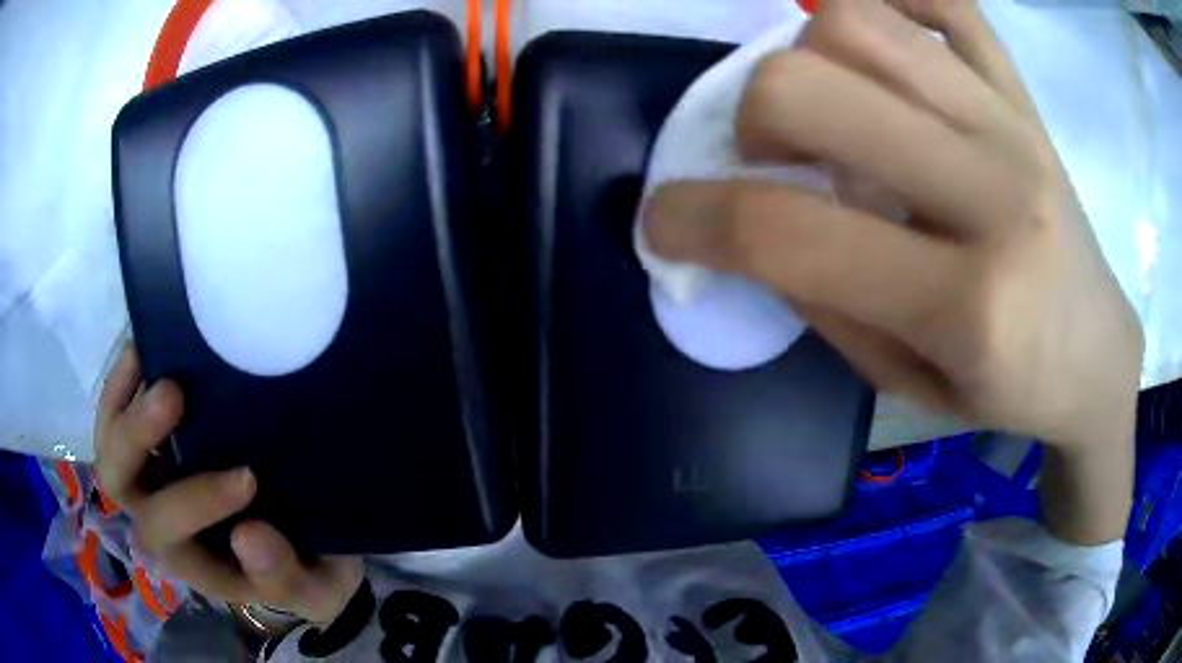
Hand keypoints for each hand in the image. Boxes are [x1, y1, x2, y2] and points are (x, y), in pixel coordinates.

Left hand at [94, 344, 362, 624]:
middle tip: (172, 395)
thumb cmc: (302, 570)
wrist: (294, 546)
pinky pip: (120, 406)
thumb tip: (248, 535)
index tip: (249, 477)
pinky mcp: (156, 439)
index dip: (196, 503)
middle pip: (119, 480)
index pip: (167, 530)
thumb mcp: (311, 588)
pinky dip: (125, 377)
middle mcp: (156, 514)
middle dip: (136, 438)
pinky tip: (148, 345)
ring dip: (124, 397)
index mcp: (188, 556)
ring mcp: (150, 473)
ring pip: (110, 439)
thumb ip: (282, 577)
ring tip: (151, 354)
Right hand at [643, 0, 1141, 542]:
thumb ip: (823, 300)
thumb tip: (747, 222)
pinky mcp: (1023, 94)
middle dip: (750, 116)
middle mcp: (995, 193)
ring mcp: (1013, 124)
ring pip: (856, 18)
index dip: (693, 219)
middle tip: (767, 154)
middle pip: (808, 83)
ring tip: (825, 103)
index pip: (787, 231)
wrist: (1096, 354)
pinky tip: (872, 32)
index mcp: (967, 303)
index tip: (663, 220)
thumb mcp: (906, 383)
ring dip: (802, 53)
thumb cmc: (1009, 388)